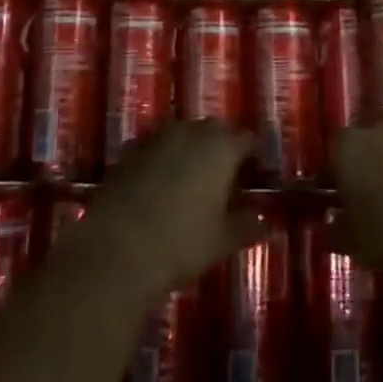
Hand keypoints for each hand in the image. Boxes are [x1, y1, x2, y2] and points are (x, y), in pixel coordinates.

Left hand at [80, 124, 257, 301]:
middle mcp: (190, 132)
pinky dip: (162, 159)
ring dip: (191, 149)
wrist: (116, 252)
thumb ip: (248, 225)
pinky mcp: (128, 152)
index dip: (253, 155)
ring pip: (182, 134)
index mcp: (221, 147)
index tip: (255, 173)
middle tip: (226, 176)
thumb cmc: (182, 243)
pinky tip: (160, 184)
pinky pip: (155, 148)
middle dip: (222, 147)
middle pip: (214, 130)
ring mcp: (156, 139)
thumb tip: (266, 221)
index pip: (246, 138)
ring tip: (193, 179)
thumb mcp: (223, 240)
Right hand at [334, 120, 382, 278]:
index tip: (336, 198)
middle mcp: (378, 130)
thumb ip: (336, 228)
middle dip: (363, 165)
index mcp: (348, 146)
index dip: (333, 176)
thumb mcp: (352, 241)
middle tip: (363, 196)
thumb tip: (330, 224)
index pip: (333, 153)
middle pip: (364, 143)